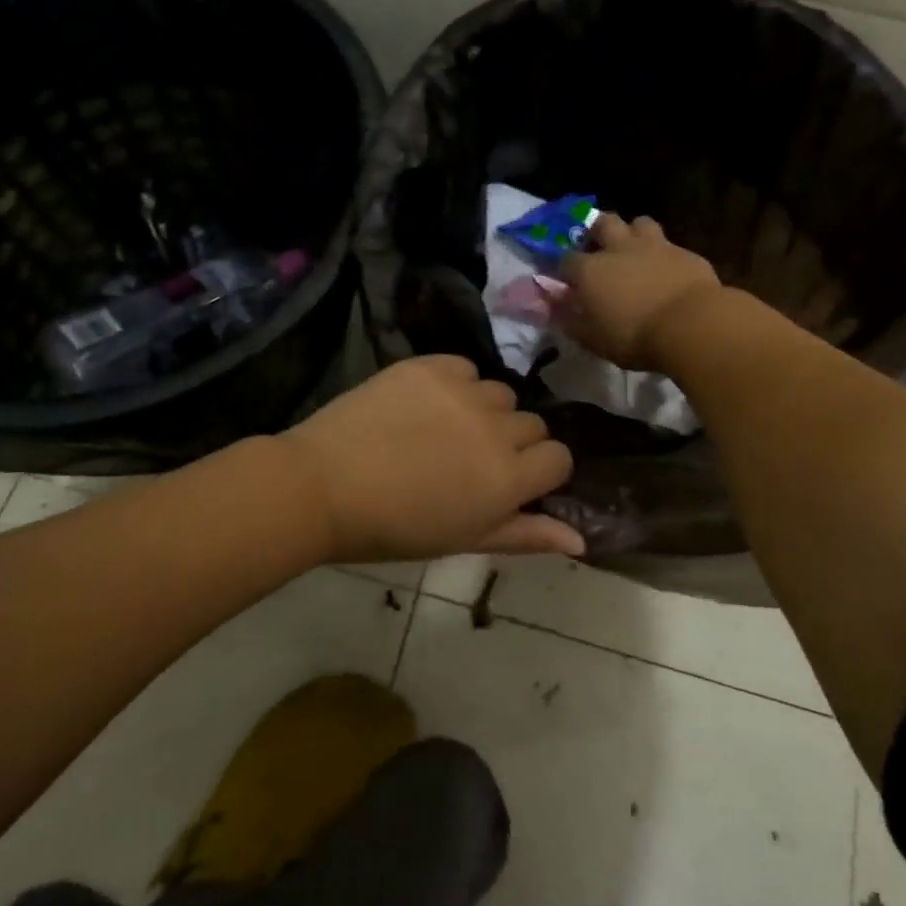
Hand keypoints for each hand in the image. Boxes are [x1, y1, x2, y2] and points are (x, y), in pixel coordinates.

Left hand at [284, 355, 582, 562]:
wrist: (323, 486)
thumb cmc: (394, 528)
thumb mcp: (464, 540)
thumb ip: (525, 534)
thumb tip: (581, 539)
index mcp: (509, 478)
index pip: (559, 458)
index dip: (538, 471)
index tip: (508, 482)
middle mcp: (497, 428)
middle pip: (532, 424)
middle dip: (511, 442)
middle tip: (466, 460)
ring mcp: (464, 391)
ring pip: (499, 393)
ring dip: (483, 411)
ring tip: (441, 430)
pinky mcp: (431, 365)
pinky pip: (465, 367)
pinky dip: (454, 383)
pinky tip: (424, 405)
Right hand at [557, 213, 723, 371]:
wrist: (692, 325)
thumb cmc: (634, 336)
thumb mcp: (592, 338)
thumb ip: (568, 319)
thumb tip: (549, 306)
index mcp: (590, 270)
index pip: (566, 259)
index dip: (564, 268)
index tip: (567, 280)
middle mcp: (618, 249)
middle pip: (603, 223)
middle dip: (597, 230)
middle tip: (599, 247)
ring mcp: (654, 246)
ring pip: (639, 223)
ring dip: (634, 233)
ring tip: (635, 250)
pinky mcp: (685, 252)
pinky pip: (670, 245)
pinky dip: (664, 254)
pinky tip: (667, 270)